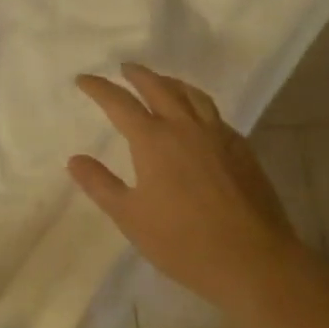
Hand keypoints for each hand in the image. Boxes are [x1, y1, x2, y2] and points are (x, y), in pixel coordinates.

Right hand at [68, 65, 300, 308]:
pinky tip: (198, 117)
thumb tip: (75, 159)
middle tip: (125, 68)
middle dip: (138, 75)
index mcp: (154, 140)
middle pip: (159, 88)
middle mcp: (186, 128)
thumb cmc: (183, 241)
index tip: (83, 79)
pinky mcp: (242, 150)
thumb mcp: (130, 217)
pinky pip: (215, 114)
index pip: (120, 103)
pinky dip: (198, 104)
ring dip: (172, 83)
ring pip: (192, 96)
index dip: (99, 88)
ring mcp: (218, 136)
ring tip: (162, 81)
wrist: (253, 260)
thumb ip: (100, 184)